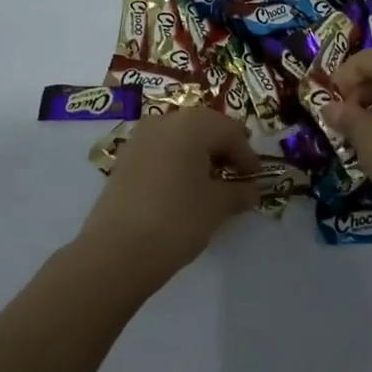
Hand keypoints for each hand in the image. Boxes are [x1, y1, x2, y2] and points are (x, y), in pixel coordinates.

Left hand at [75, 107, 259, 287]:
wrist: (117, 250)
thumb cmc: (177, 220)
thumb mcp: (217, 207)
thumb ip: (239, 192)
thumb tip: (251, 190)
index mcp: (192, 124)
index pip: (230, 131)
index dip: (247, 155)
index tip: (255, 179)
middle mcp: (164, 120)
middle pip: (204, 127)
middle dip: (223, 150)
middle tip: (235, 177)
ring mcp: (140, 137)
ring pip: (180, 137)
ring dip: (199, 154)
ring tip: (209, 184)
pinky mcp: (124, 157)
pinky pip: (160, 149)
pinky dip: (176, 161)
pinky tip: (182, 188)